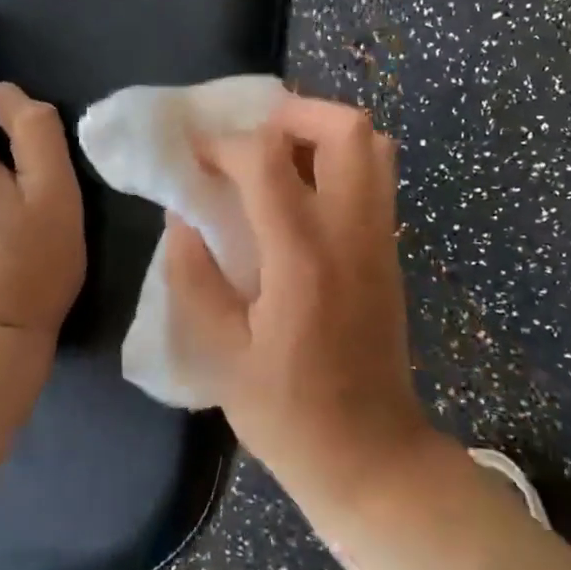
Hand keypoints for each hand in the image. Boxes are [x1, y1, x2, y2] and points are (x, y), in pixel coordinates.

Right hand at [162, 96, 438, 509]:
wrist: (373, 456)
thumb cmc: (289, 414)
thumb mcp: (220, 355)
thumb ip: (193, 276)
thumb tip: (182, 215)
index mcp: (303, 257)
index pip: (265, 160)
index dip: (222, 143)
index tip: (193, 152)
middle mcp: (351, 232)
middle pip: (344, 128)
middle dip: (292, 113)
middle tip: (249, 135)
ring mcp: (379, 238)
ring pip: (371, 144)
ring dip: (321, 131)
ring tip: (276, 154)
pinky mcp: (389, 249)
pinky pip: (375, 175)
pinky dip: (339, 159)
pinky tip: (299, 191)